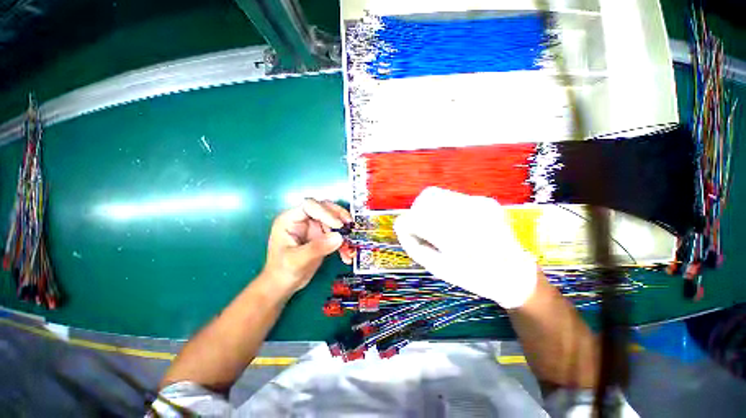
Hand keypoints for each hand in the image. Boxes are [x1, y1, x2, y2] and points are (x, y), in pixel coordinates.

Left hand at [262, 199, 354, 296]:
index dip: (325, 212)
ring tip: (350, 243)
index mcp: (290, 219)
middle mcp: (303, 220)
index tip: (338, 225)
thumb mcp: (297, 261)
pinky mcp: (321, 237)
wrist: (283, 285)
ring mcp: (313, 228)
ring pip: (333, 219)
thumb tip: (339, 237)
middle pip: (324, 208)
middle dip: (338, 216)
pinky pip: (336, 233)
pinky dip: (343, 242)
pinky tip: (346, 254)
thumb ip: (317, 248)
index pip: (310, 206)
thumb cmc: (282, 271)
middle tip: (349, 226)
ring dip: (343, 230)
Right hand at [394, 187, 537, 308]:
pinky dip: (445, 208)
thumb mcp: (438, 268)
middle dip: (418, 212)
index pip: (415, 218)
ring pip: (438, 194)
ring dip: (430, 208)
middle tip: (422, 228)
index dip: (406, 225)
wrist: (515, 274)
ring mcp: (479, 202)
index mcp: (454, 236)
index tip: (408, 234)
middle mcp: (467, 212)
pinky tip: (454, 223)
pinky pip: (453, 197)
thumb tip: (401, 225)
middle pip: (426, 198)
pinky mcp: (485, 200)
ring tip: (437, 225)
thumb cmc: (474, 276)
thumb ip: (413, 245)